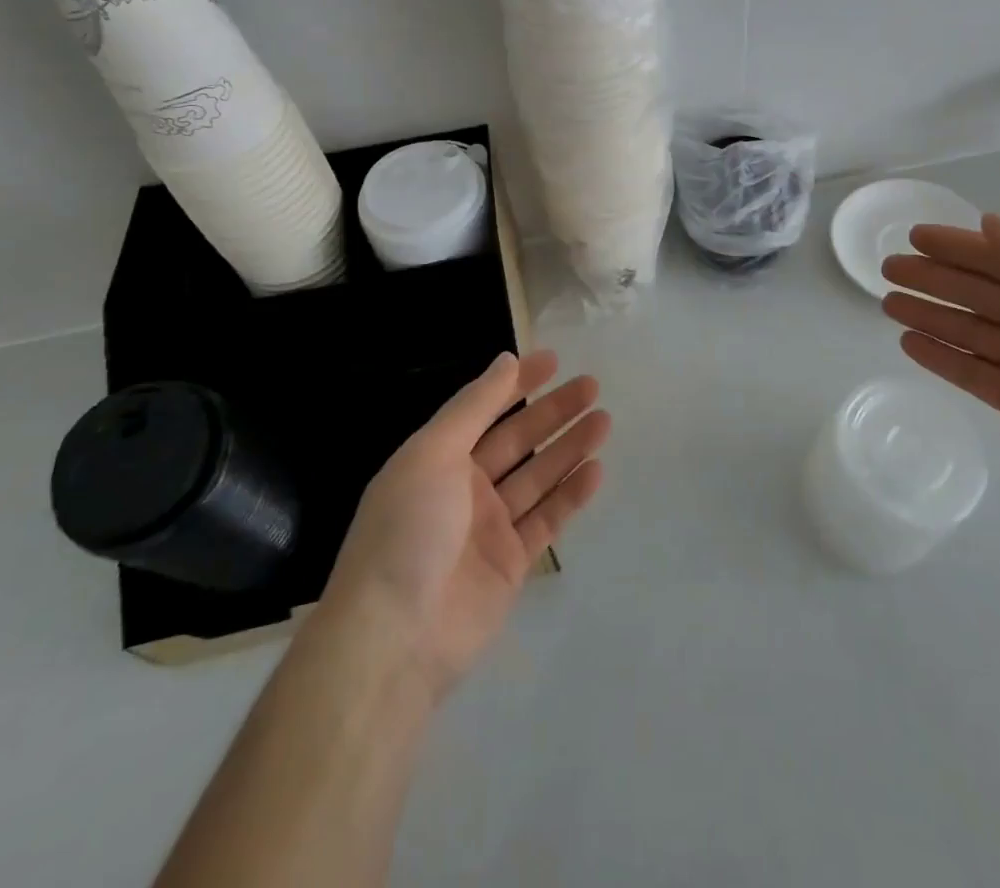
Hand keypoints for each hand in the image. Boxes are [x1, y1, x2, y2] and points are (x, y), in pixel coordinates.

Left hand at [322, 350, 608, 700]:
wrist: (395, 638)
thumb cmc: (408, 530)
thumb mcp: (433, 453)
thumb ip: (473, 406)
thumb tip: (505, 360)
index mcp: (437, 459)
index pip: (484, 409)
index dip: (517, 383)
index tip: (553, 360)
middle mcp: (464, 488)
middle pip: (518, 440)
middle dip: (553, 412)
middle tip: (592, 386)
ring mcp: (489, 527)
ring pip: (538, 476)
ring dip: (569, 447)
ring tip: (604, 420)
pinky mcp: (512, 564)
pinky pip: (547, 519)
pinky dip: (571, 494)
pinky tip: (596, 470)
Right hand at [882, 215, 999, 532]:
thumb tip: (988, 222)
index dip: (959, 247)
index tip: (916, 237)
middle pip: (978, 293)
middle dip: (934, 278)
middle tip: (888, 267)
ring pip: (969, 331)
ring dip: (929, 315)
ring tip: (887, 302)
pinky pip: (972, 372)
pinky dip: (940, 356)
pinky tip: (909, 342)